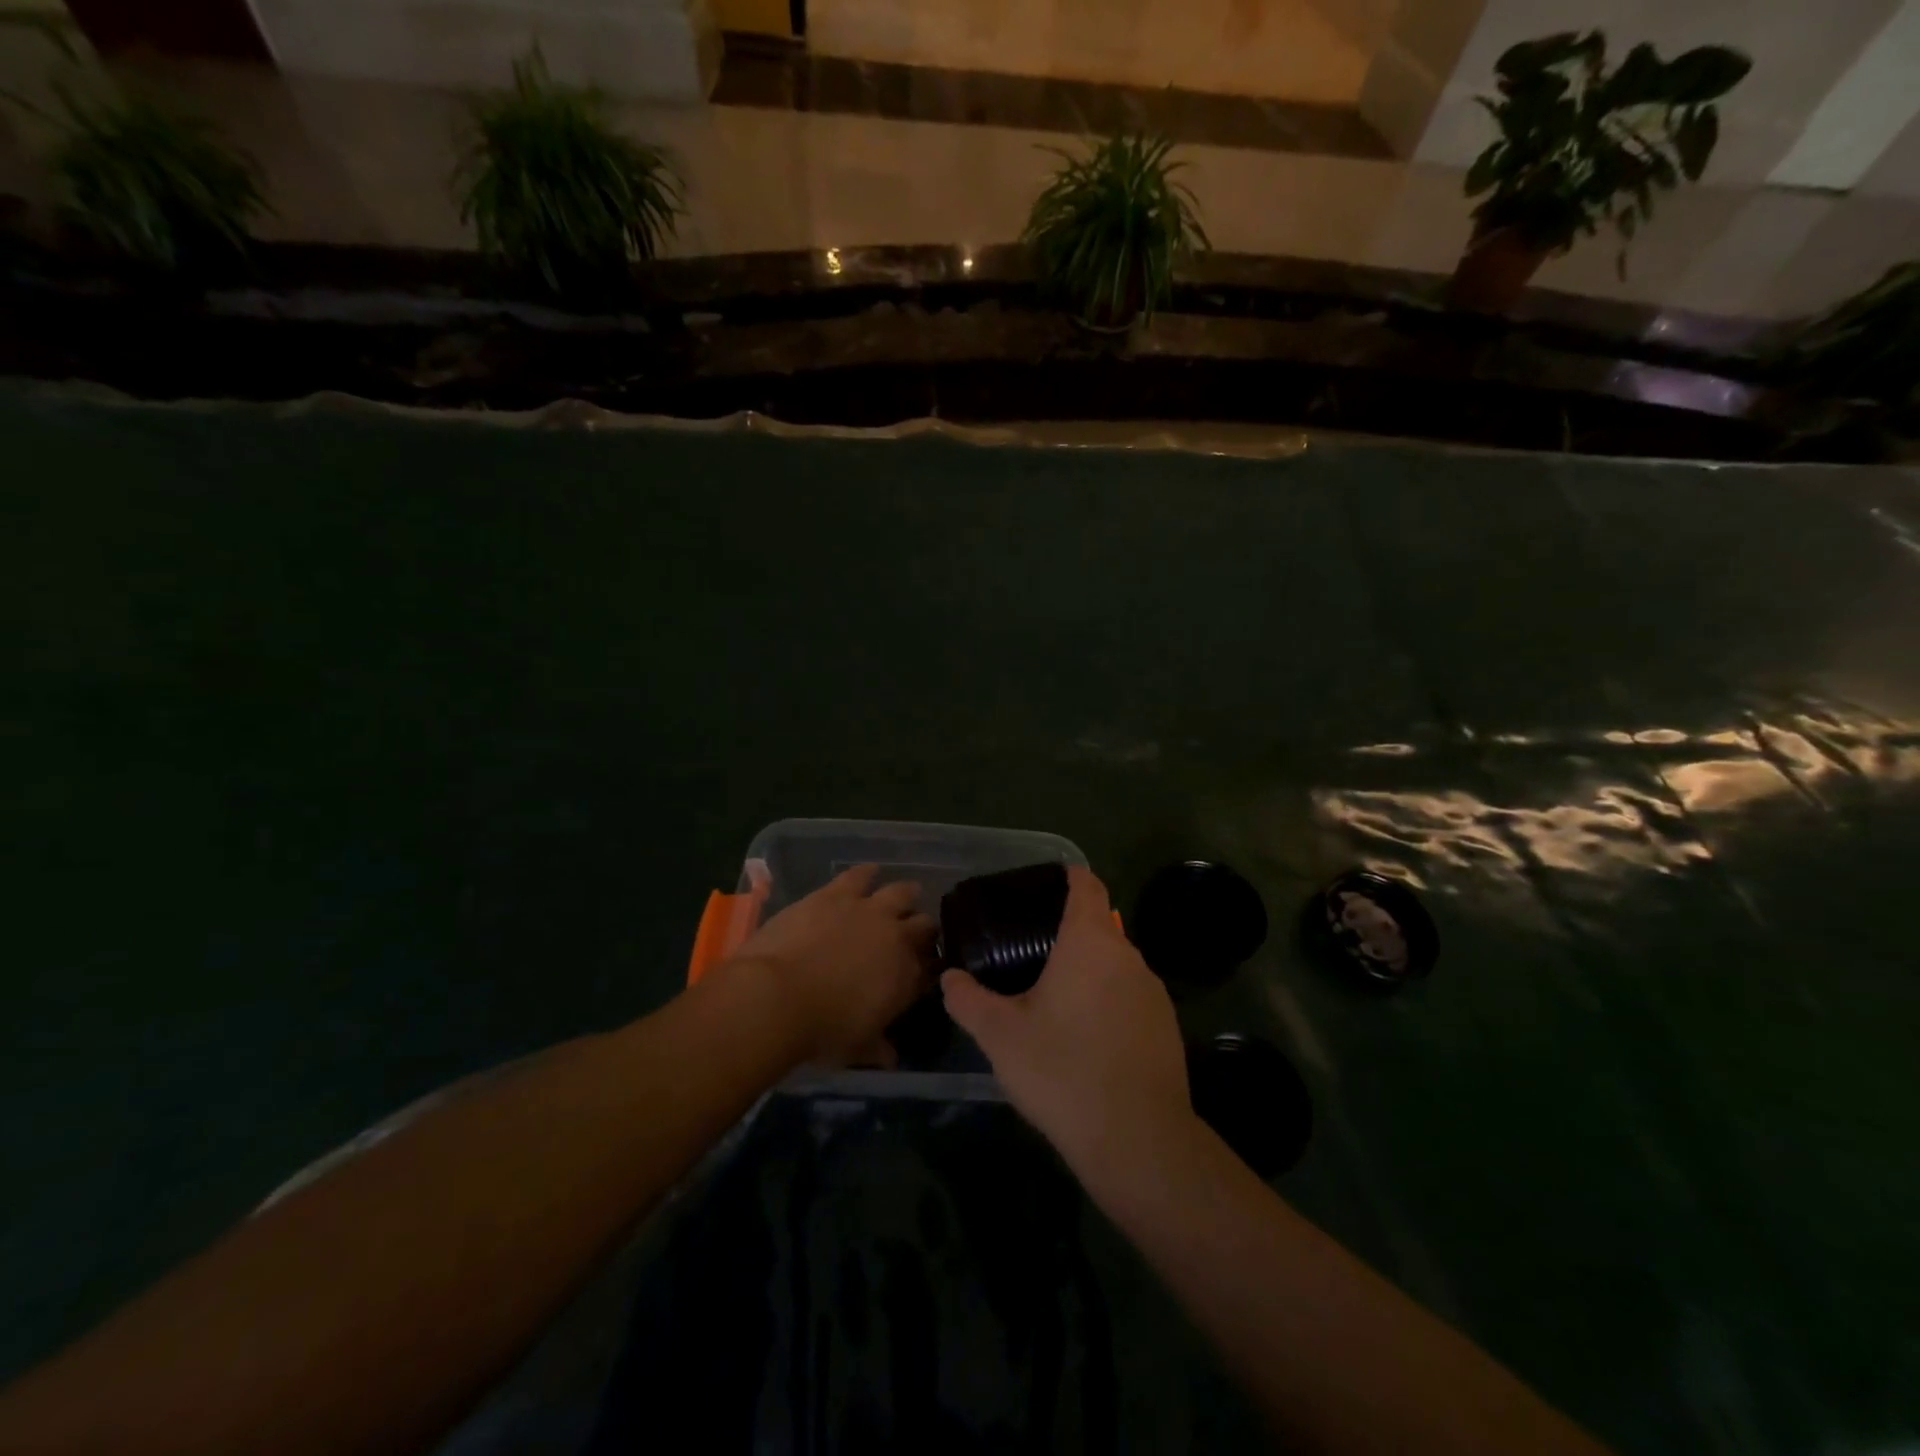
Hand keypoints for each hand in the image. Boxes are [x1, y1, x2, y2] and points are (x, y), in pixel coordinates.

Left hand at [725, 864, 934, 1066]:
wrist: (777, 996)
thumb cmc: (820, 1031)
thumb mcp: (856, 1048)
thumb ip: (877, 1048)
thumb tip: (890, 1058)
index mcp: (906, 977)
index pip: (928, 968)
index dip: (926, 968)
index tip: (920, 972)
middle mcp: (896, 937)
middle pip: (922, 925)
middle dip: (922, 929)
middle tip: (914, 934)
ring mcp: (867, 910)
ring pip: (900, 892)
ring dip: (904, 896)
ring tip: (902, 896)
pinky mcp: (836, 893)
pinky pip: (860, 875)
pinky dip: (867, 874)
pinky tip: (869, 872)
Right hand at [942, 866, 1193, 1175]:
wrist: (1138, 1140)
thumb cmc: (1063, 1071)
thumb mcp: (1001, 1036)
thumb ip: (968, 1000)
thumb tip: (950, 977)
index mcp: (1090, 942)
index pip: (1087, 886)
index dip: (1068, 877)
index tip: (1044, 885)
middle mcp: (1128, 956)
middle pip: (1100, 925)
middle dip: (1069, 931)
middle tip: (1030, 951)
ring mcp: (1154, 992)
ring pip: (1116, 964)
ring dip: (1089, 970)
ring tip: (1054, 996)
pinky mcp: (1167, 1026)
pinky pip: (1131, 996)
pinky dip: (1108, 1001)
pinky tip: (1087, 1037)